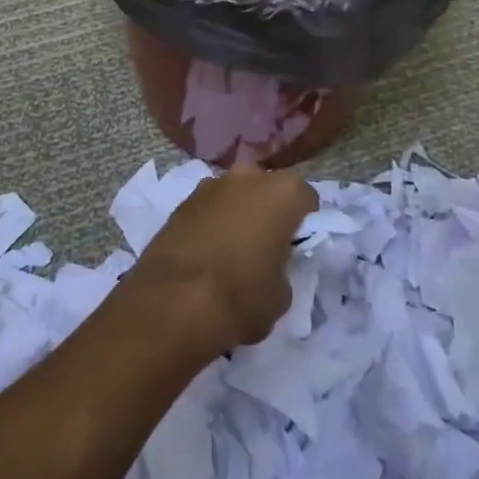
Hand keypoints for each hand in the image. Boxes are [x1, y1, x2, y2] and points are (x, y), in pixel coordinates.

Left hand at [128, 166, 317, 352]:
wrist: (172, 302)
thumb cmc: (240, 297)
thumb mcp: (281, 295)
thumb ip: (283, 269)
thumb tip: (269, 266)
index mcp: (283, 192)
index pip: (306, 198)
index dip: (304, 222)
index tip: (296, 246)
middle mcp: (248, 176)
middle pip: (267, 188)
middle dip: (267, 210)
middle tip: (265, 244)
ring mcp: (210, 185)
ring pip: (234, 195)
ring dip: (236, 213)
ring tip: (230, 251)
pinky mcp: (181, 201)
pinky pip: (208, 208)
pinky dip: (211, 223)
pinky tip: (205, 254)